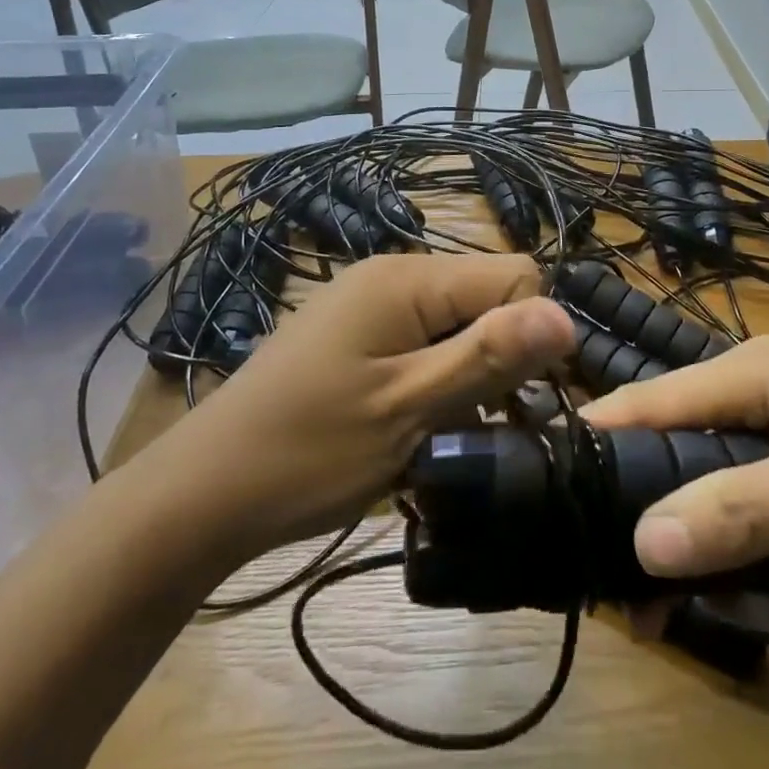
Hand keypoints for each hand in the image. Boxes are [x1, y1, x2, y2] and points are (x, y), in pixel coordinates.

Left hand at [140, 254, 574, 557]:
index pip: (514, 275)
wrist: (202, 493)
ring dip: (470, 377)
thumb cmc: (308, 453)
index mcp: (407, 279)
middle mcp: (391, 275)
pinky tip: (421, 430)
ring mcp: (368, 304)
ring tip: (452, 438)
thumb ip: (488, 357)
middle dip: (502, 358)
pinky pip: (422, 341)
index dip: (534, 334)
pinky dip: (437, 381)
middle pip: (485, 297)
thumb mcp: (409, 410)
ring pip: (456, 324)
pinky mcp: (355, 335)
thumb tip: (566, 315)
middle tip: (489, 429)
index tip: (530, 403)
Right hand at [580, 336, 768, 587]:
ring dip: (742, 561)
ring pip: (723, 501)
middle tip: (674, 613)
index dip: (601, 450)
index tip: (561, 515)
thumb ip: (743, 511)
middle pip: (681, 463)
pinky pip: (768, 518)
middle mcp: (758, 395)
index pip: (647, 402)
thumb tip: (642, 543)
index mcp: (752, 373)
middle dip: (682, 536)